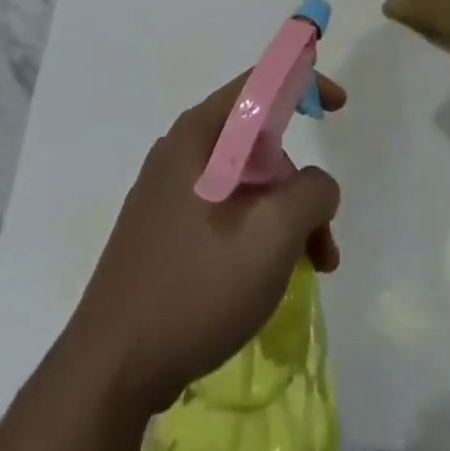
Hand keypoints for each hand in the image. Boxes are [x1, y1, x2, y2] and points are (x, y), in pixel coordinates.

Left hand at [70, 72, 346, 414]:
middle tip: (323, 240)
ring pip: (244, 184)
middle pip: (257, 143)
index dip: (302, 83)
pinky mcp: (162, 229)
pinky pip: (223, 211)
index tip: (338, 106)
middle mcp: (179, 151)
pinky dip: (256, 233)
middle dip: (298, 184)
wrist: (111, 367)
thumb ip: (310, 192)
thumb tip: (315, 185)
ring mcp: (166, 192)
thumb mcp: (272, 236)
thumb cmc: (195, 288)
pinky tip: (266, 279)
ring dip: (283, 217)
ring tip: (307, 271)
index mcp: (198, 135)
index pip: (258, 84)